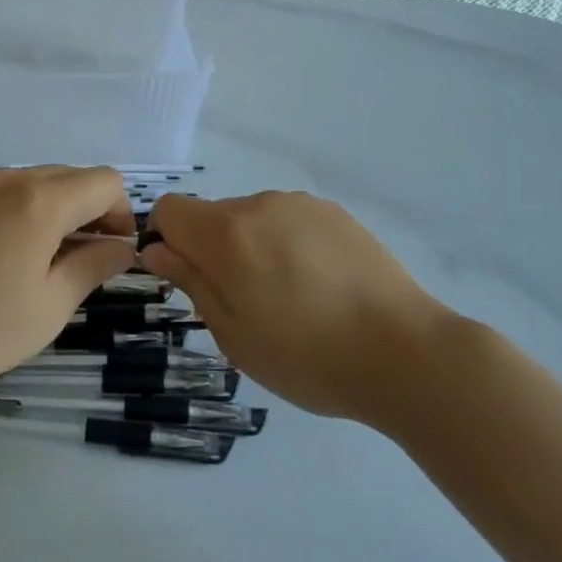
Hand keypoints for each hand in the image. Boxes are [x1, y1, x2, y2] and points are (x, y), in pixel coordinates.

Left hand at [0, 167, 135, 397]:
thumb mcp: (49, 307)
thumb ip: (93, 266)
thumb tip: (121, 246)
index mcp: (39, 201)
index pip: (103, 181)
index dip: (119, 212)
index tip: (111, 250)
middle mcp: (2, 177)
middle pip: (63, 177)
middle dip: (82, 210)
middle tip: (73, 259)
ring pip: (20, 182)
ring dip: (38, 210)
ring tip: (20, 260)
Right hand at [140, 191, 449, 419]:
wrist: (405, 352)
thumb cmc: (306, 356)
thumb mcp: (232, 334)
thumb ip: (190, 282)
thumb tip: (157, 249)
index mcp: (226, 233)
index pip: (169, 209)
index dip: (168, 240)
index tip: (190, 279)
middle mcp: (259, 205)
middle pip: (212, 216)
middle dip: (213, 250)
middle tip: (247, 304)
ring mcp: (301, 205)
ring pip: (253, 219)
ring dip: (253, 248)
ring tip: (291, 299)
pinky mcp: (336, 214)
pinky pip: (290, 221)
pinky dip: (289, 246)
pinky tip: (321, 287)